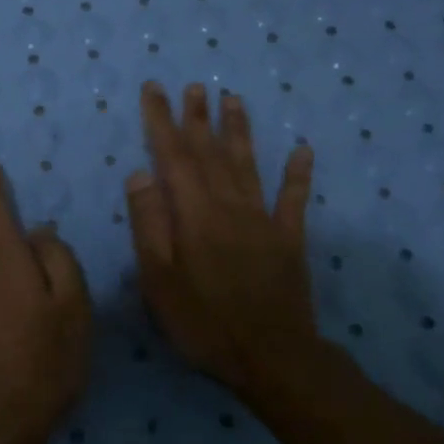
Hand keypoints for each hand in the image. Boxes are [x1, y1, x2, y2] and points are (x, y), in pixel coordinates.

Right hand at [124, 82, 318, 394]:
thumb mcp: (159, 280)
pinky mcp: (289, 240)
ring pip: (247, 165)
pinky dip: (298, 173)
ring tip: (233, 99)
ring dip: (239, 131)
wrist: (272, 358)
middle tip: (194, 86)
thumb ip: (149, 224)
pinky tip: (303, 149)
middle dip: (199, 117)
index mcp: (193, 214)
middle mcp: (229, 206)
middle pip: (210, 152)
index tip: (155, 89)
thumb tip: (141, 173)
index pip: (173, 156)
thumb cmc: (203, 322)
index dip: (162, 120)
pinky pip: (294, 199)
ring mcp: (263, 220)